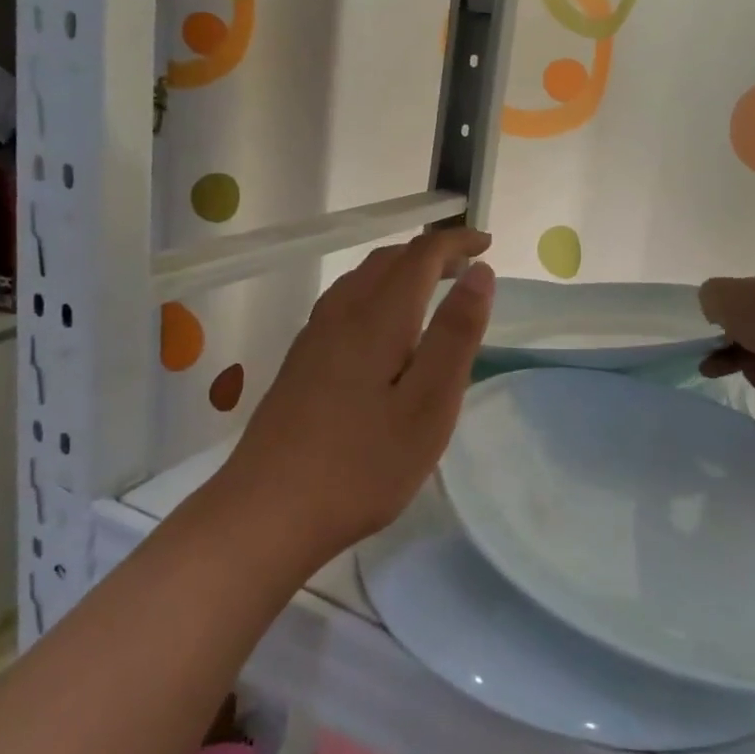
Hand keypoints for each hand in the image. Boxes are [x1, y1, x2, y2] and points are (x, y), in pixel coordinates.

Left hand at [229, 227, 495, 554]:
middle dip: (430, 253)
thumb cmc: (362, 464)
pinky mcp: (299, 360)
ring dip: (401, 270)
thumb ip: (456, 335)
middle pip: (388, 260)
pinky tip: (382, 327)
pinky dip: (377, 292)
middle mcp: (341, 313)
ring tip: (431, 288)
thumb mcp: (429, 405)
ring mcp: (314, 336)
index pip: (420, 255)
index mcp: (377, 318)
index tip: (487, 245)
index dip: (456, 242)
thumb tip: (479, 272)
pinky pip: (345, 301)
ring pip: (361, 279)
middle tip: (466, 266)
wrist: (267, 511)